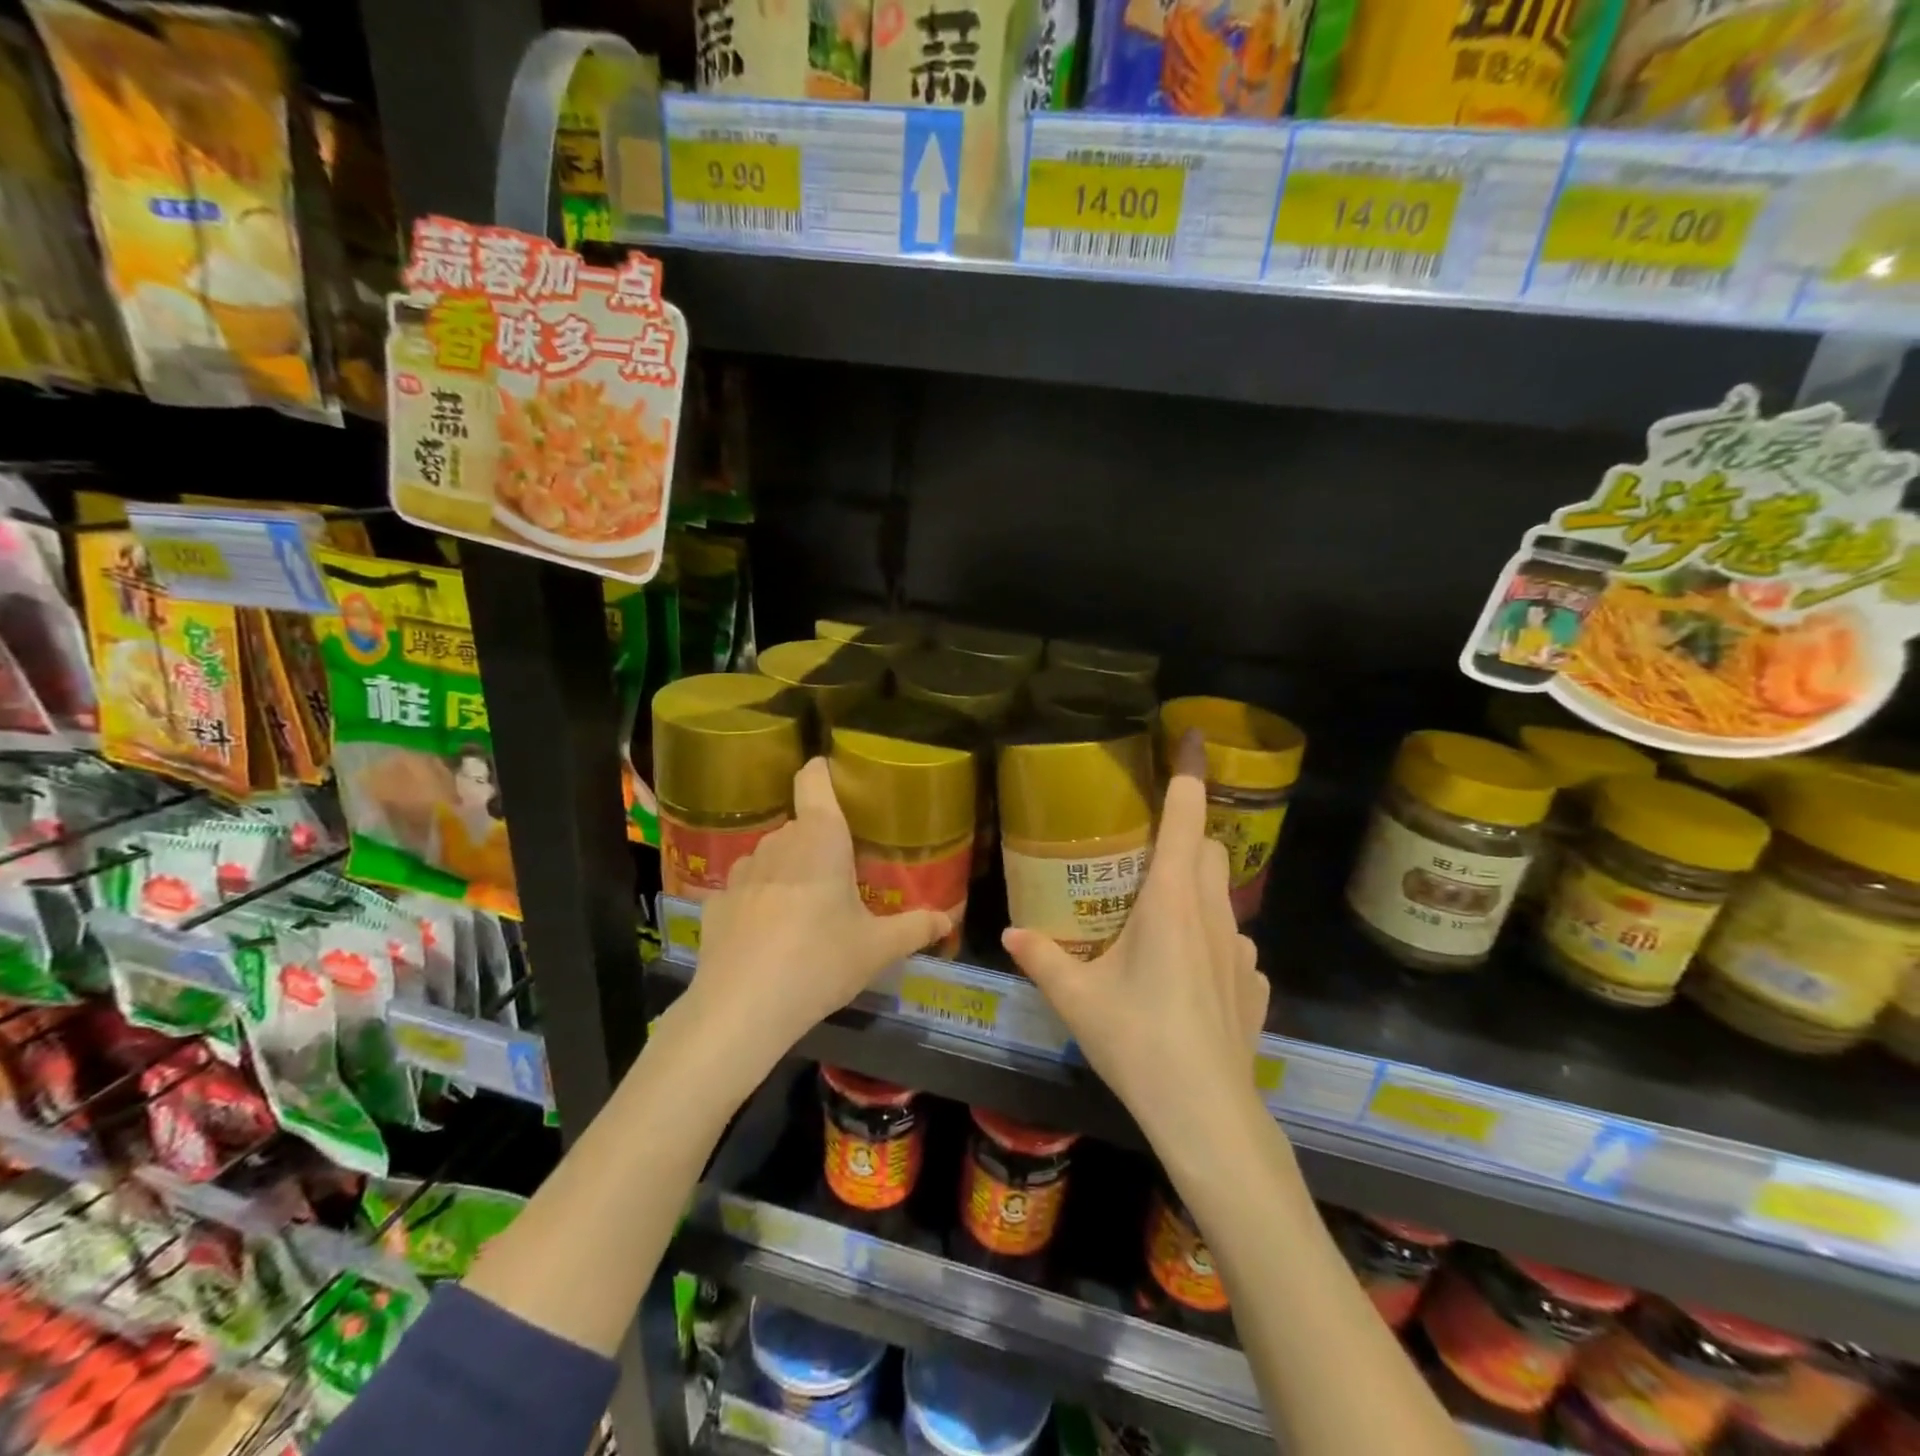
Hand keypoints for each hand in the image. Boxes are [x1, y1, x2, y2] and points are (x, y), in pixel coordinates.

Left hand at [688, 758, 952, 1068]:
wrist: (742, 1007)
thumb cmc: (820, 961)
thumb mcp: (877, 949)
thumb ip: (914, 928)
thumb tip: (946, 921)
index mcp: (820, 837)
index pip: (814, 778)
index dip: (823, 771)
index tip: (836, 779)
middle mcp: (778, 842)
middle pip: (801, 826)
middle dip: (819, 843)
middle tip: (842, 876)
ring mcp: (741, 871)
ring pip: (772, 857)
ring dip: (789, 872)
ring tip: (805, 910)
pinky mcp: (716, 902)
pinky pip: (746, 890)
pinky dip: (759, 902)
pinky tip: (768, 937)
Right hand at [1001, 734, 1270, 1144]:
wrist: (1206, 1113)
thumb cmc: (1138, 1041)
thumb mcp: (1077, 998)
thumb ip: (1041, 957)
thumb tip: (1009, 931)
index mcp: (1173, 899)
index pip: (1187, 815)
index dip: (1192, 771)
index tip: (1195, 736)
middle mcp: (1213, 913)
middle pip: (1209, 849)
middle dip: (1185, 838)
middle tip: (1145, 859)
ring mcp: (1242, 951)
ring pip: (1222, 897)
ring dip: (1196, 892)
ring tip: (1158, 923)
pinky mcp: (1254, 985)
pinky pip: (1232, 945)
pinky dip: (1210, 942)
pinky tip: (1186, 980)